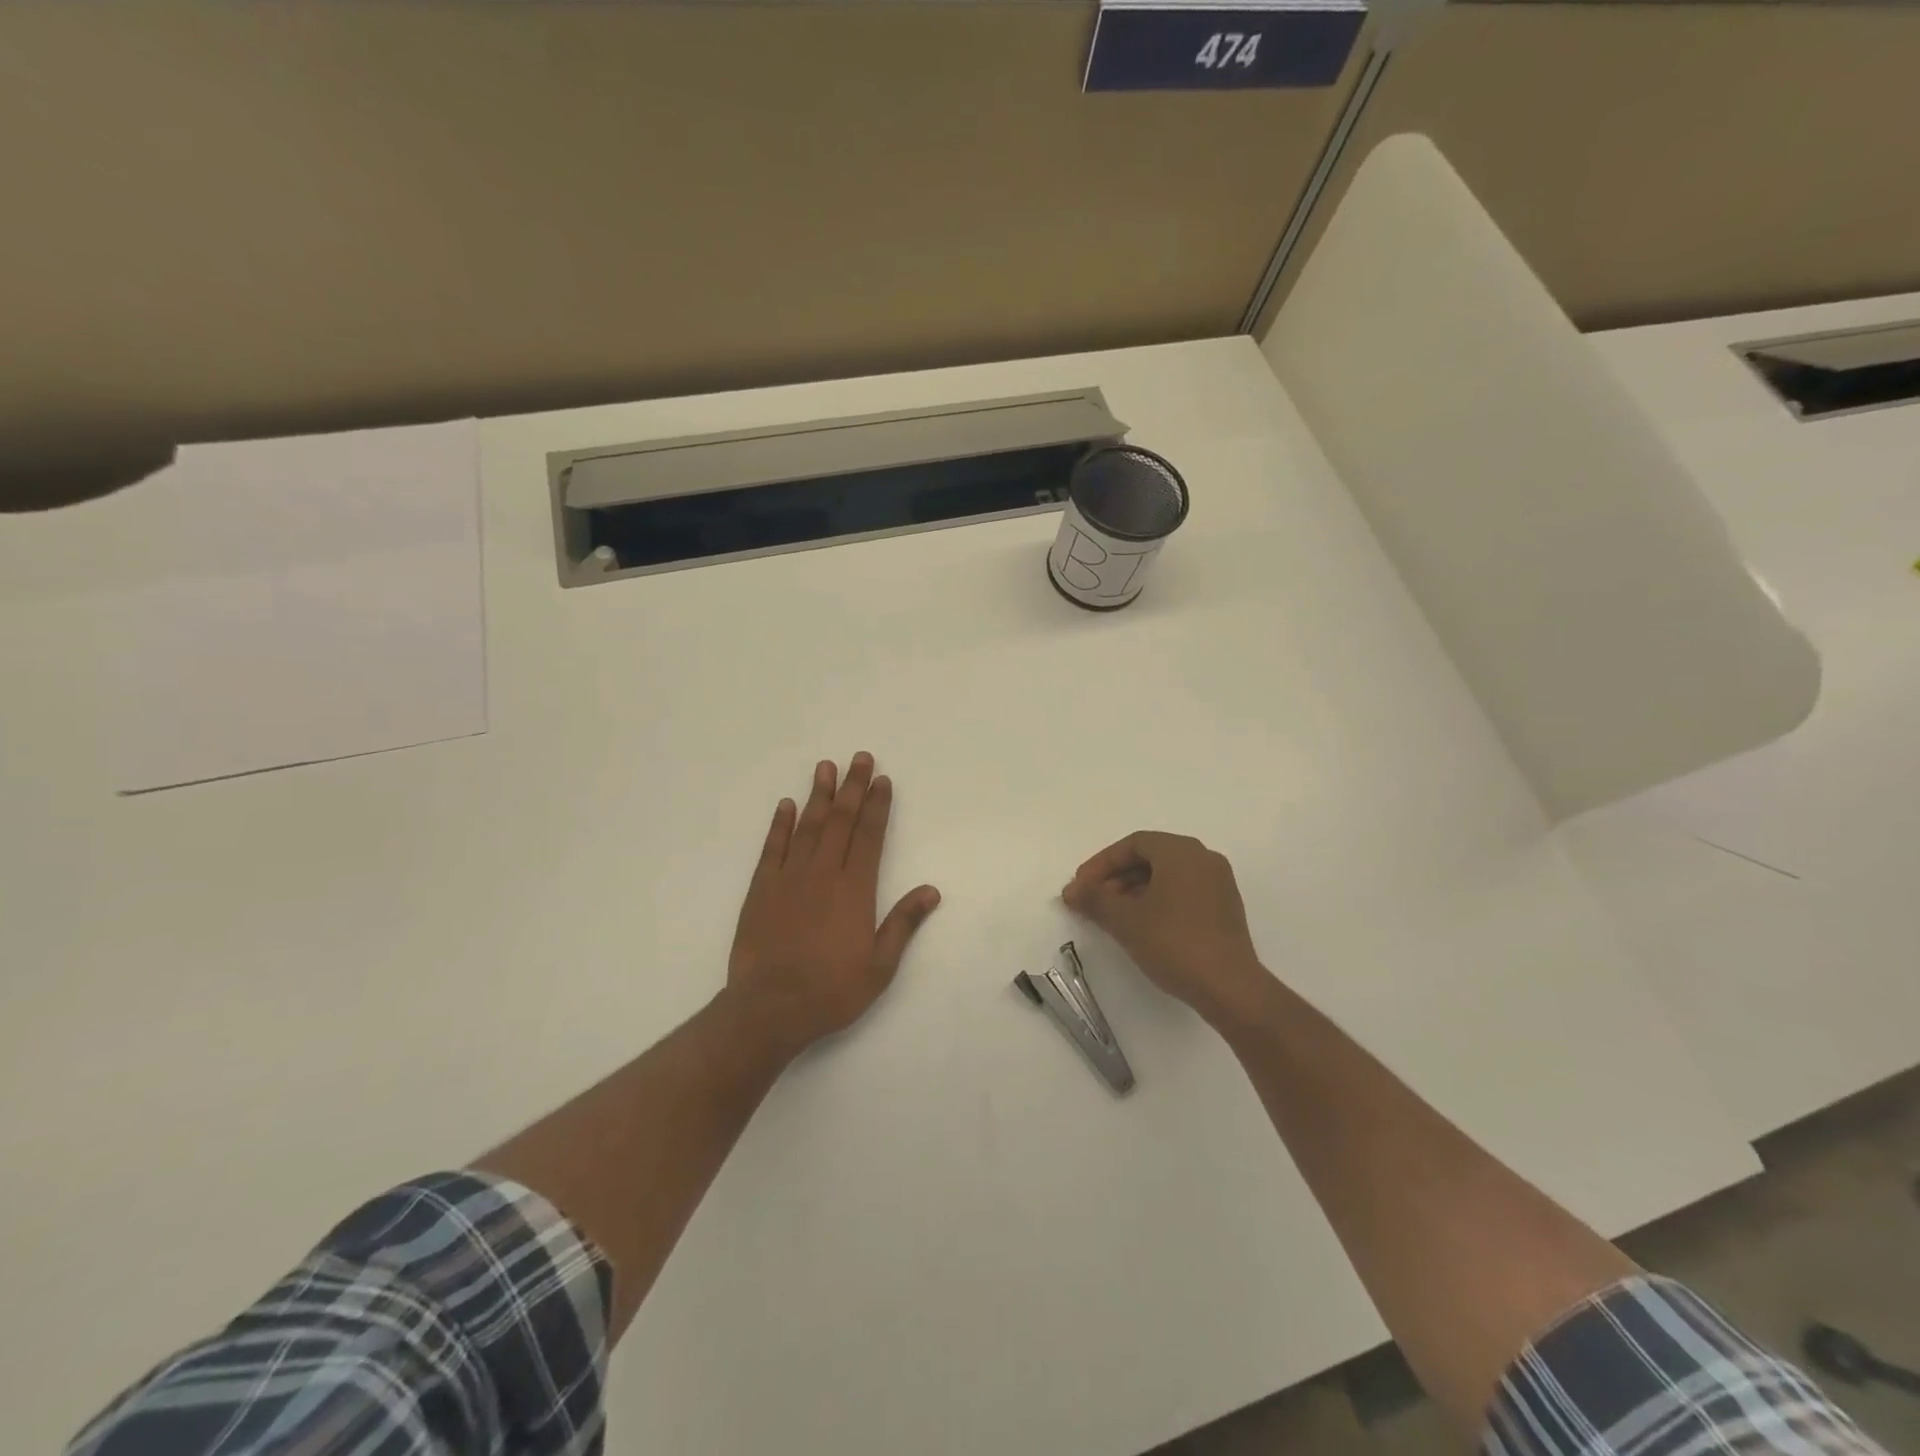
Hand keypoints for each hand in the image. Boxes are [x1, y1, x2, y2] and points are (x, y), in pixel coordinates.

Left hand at [726, 753, 940, 1058]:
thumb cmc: (831, 990)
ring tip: (825, 767)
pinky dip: (780, 824)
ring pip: (807, 827)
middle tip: (859, 758)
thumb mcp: (880, 965)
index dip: (877, 806)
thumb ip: (903, 923)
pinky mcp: (761, 889)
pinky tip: (786, 805)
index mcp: (855, 890)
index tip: (883, 781)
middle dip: (852, 788)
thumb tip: (931, 890)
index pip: (870, 837)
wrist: (770, 1007)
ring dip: (818, 795)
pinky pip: (772, 848)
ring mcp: (789, 878)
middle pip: (841, 821)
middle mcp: (824, 874)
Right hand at [1062, 831, 1270, 1028]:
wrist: (1229, 988)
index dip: (1101, 863)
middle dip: (1116, 878)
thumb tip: (1071, 891)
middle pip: (1150, 857)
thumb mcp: (1125, 920)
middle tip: (1092, 901)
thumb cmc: (1173, 942)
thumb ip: (1094, 899)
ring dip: (1134, 890)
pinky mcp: (1225, 909)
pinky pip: (1183, 892)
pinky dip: (1157, 901)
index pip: (1133, 844)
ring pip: (1166, 876)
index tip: (1081, 886)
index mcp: (1181, 851)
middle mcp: (1204, 858)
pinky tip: (1141, 926)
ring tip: (1111, 916)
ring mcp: (1218, 884)